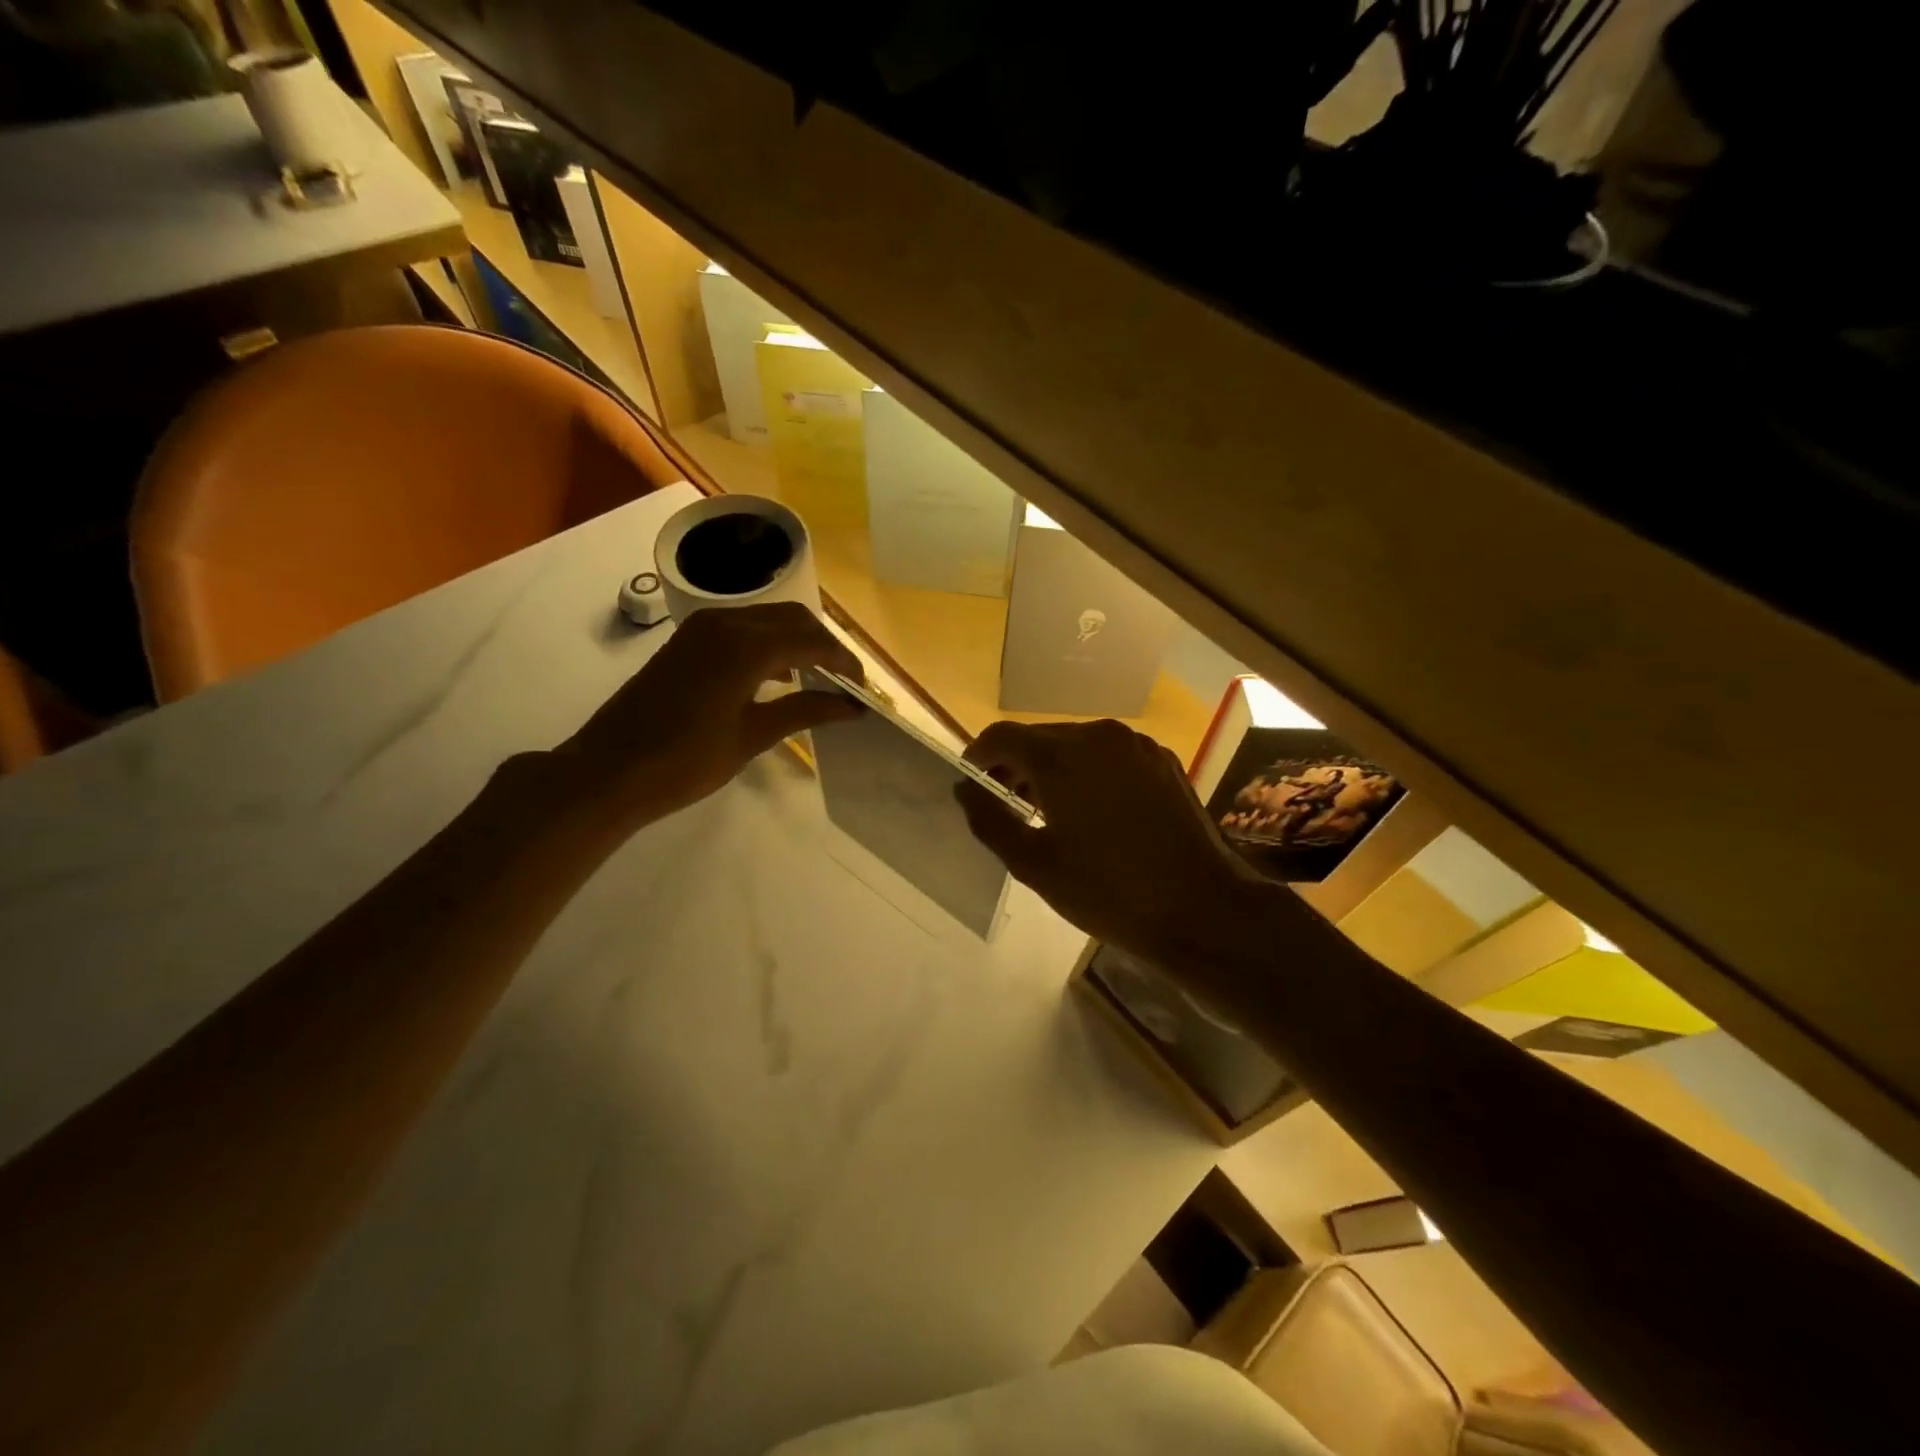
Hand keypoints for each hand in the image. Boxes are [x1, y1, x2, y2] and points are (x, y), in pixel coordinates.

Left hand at [552, 602, 863, 828]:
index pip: (813, 642)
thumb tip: (851, 707)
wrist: (608, 770)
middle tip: (844, 684)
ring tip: (817, 681)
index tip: (863, 689)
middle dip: (825, 647)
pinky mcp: (688, 640)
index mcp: (746, 647)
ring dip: (797, 642)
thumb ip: (805, 711)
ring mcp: (703, 628)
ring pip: (768, 619)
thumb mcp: (752, 736)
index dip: (844, 663)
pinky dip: (769, 644)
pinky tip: (777, 678)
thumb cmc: (685, 761)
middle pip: (794, 619)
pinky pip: (743, 628)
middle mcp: (726, 623)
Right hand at [957, 719, 1292, 979]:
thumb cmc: (1108, 891)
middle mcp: (1099, 736)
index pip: (1003, 736)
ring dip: (1051, 768)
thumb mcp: (1034, 864)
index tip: (970, 781)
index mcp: (1063, 756)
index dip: (978, 755)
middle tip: (1002, 803)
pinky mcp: (1162, 761)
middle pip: (1041, 738)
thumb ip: (990, 820)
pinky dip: (1087, 772)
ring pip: (1077, 744)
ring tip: (1043, 810)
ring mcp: (1136, 745)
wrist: (1202, 909)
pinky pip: (1109, 756)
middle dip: (1014, 764)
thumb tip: (965, 789)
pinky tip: (1089, 810)